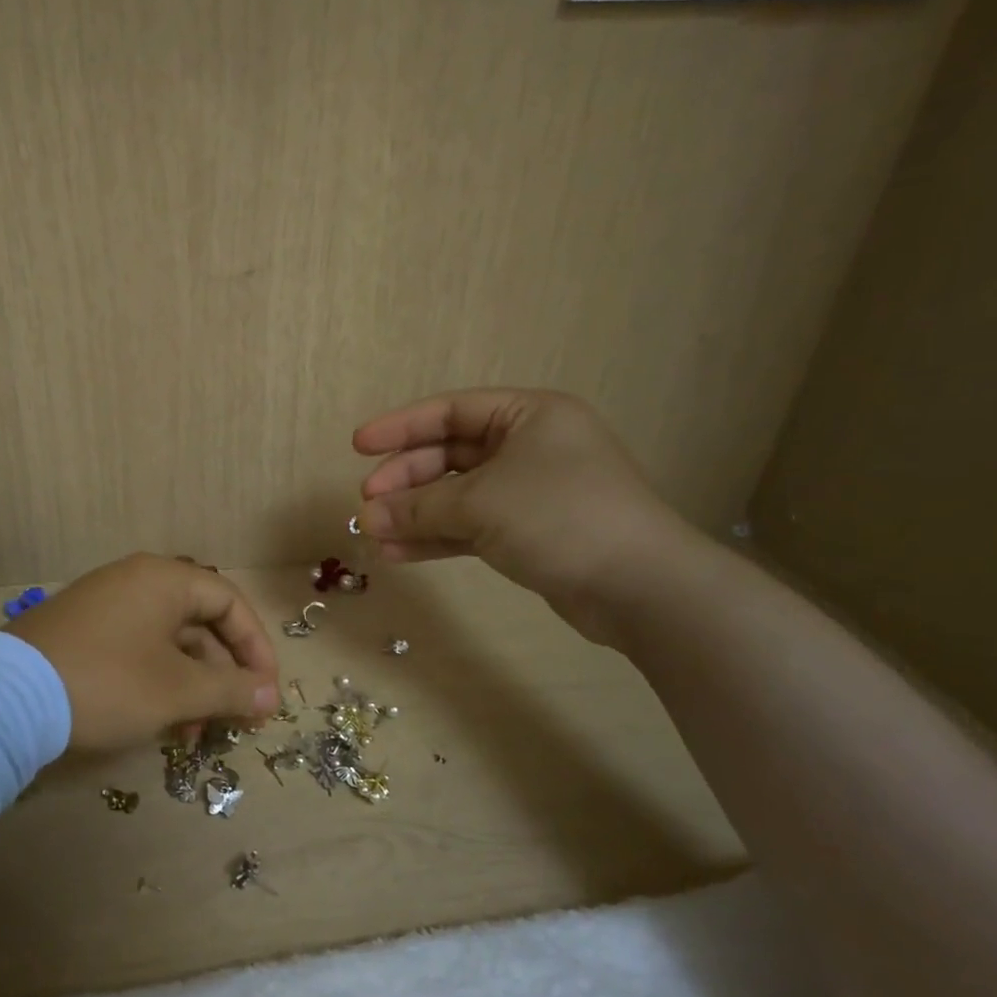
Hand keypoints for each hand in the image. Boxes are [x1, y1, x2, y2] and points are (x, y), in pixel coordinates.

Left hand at [6, 554, 279, 749]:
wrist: (6, 699)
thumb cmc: (109, 683)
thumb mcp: (178, 690)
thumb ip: (232, 690)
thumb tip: (271, 695)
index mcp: (165, 579)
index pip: (230, 602)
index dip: (256, 648)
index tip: (266, 692)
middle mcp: (136, 581)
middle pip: (199, 623)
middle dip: (222, 675)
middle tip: (234, 718)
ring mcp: (104, 604)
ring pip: (168, 642)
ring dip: (190, 686)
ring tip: (193, 734)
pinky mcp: (81, 631)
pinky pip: (137, 650)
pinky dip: (157, 682)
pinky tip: (159, 723)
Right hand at [353, 389, 698, 643]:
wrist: (639, 586)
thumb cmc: (560, 517)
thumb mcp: (481, 503)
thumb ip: (418, 506)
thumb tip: (367, 516)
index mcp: (529, 415)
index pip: (451, 411)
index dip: (400, 427)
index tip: (358, 446)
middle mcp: (529, 447)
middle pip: (450, 455)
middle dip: (406, 480)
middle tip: (367, 503)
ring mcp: (529, 492)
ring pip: (457, 496)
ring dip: (415, 514)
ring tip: (373, 533)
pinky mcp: (529, 533)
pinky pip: (471, 527)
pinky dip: (437, 538)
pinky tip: (399, 554)